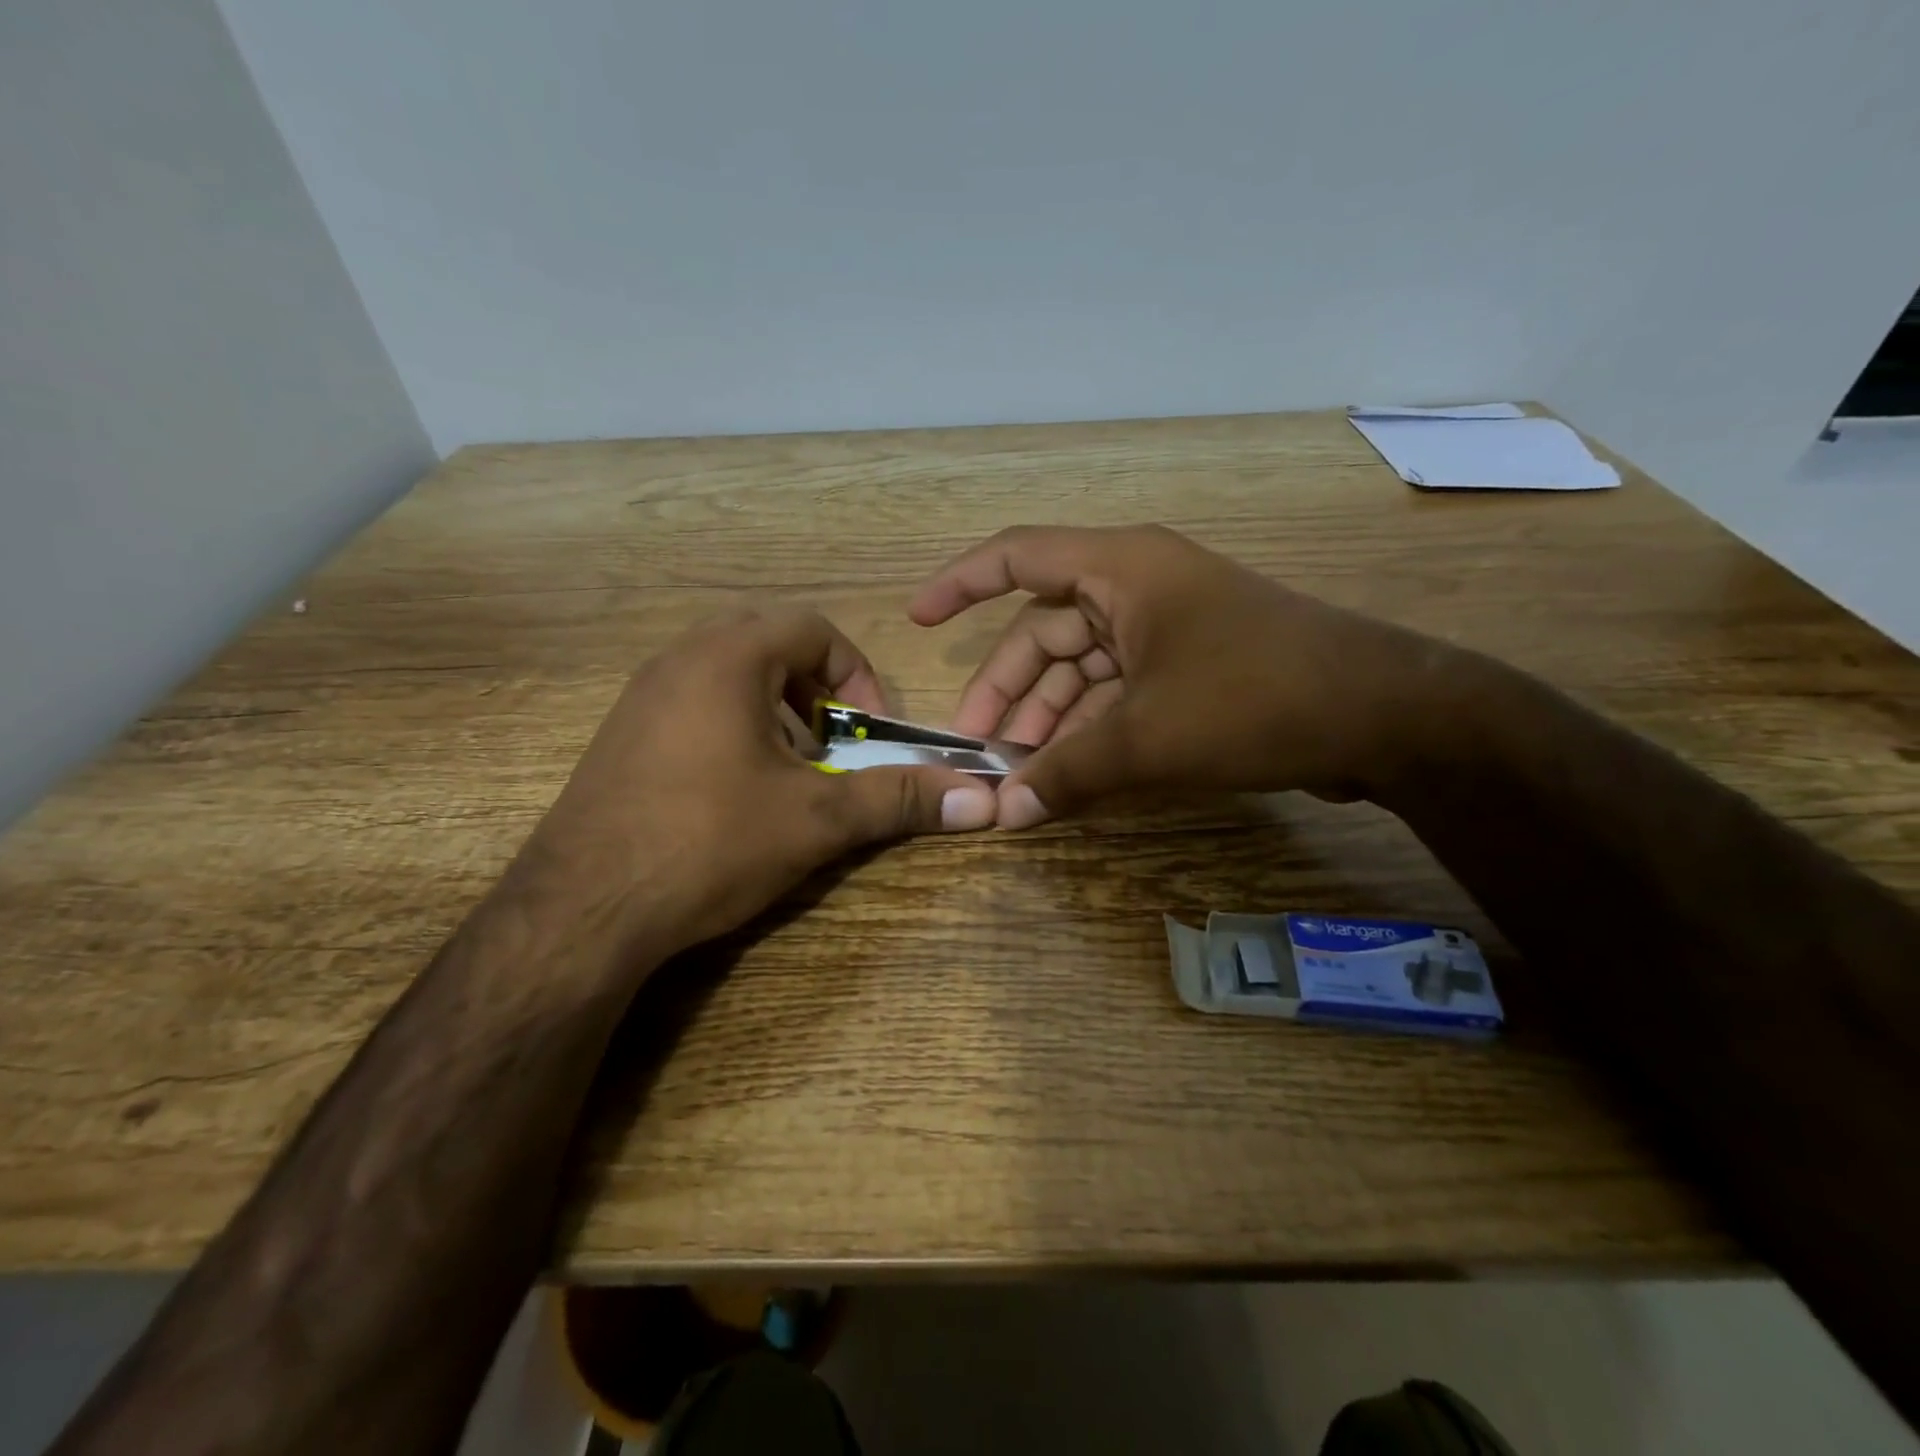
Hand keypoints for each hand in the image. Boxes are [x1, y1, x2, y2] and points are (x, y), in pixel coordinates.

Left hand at [513, 606, 998, 962]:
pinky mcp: (621, 734)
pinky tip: (736, 791)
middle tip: (831, 743)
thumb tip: (983, 801)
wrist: (579, 912)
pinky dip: (733, 725)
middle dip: (816, 689)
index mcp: (726, 658)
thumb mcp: (815, 820)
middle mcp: (678, 660)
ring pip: (728, 671)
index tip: (867, 730)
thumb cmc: (707, 844)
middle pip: (769, 642)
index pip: (812, 627)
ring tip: (789, 769)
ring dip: (774, 707)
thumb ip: (898, 798)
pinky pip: (693, 701)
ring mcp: (641, 696)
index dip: (856, 672)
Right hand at [909, 525, 1457, 827]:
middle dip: (1010, 689)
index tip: (917, 620)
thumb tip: (1003, 814)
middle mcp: (1137, 586)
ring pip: (1083, 667)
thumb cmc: (1254, 698)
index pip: (1017, 557)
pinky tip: (1072, 773)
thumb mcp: (1146, 738)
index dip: (960, 584)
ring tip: (1025, 773)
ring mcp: (1167, 628)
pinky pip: (1118, 690)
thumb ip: (1066, 774)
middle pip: (1046, 630)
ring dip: (1051, 717)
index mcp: (1121, 569)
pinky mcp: (1190, 667)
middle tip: (982, 747)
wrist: (1383, 716)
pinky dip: (1092, 728)